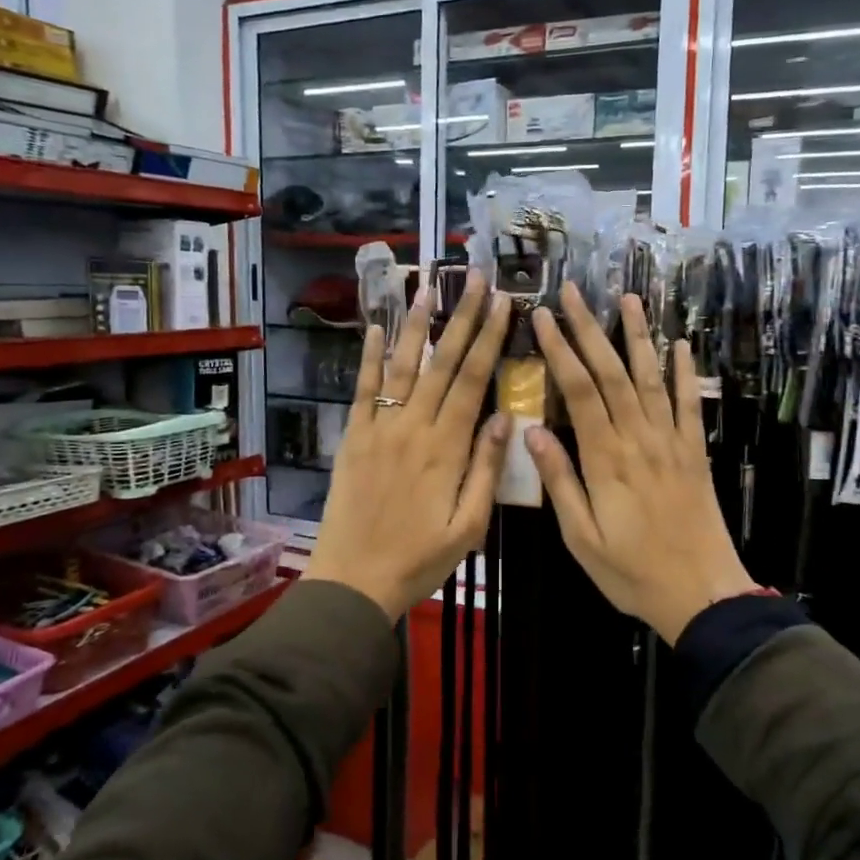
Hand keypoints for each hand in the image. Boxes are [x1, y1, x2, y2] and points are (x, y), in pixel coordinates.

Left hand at [304, 272, 512, 619]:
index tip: (504, 304)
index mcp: (447, 448)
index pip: (473, 380)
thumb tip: (506, 418)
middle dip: (463, 318)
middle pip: (443, 363)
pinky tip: (378, 329)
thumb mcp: (469, 527)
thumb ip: (487, 471)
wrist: (354, 579)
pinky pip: (364, 390)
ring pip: (403, 367)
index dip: (490, 339)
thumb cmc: (420, 559)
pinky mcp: (354, 437)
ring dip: (417, 325)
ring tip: (429, 287)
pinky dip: (371, 357)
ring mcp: (379, 428)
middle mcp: (414, 427)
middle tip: (478, 280)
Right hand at [526, 283, 755, 645]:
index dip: (561, 349)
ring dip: (639, 336)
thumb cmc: (632, 571)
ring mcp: (672, 442)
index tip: (544, 316)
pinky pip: (690, 404)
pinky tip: (682, 345)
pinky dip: (685, 372)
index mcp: (606, 458)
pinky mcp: (695, 452)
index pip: (579, 390)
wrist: (701, 594)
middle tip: (575, 292)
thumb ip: (559, 481)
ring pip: (651, 378)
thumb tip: (531, 432)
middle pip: (612, 372)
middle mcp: (639, 438)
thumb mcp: (581, 537)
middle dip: (591, 328)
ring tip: (629, 298)